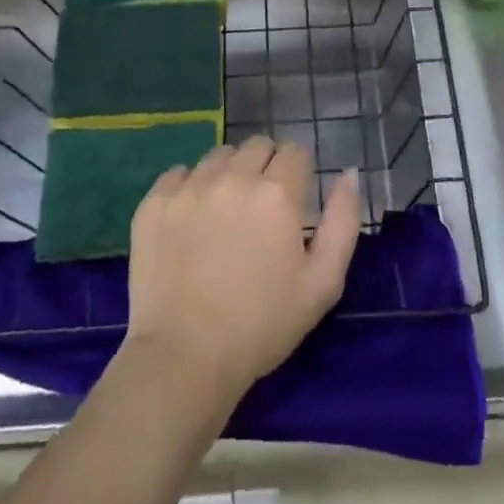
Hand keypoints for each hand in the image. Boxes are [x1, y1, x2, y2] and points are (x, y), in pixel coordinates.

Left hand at [124, 137, 361, 410]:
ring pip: (218, 155)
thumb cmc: (263, 325)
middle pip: (257, 145)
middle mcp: (233, 177)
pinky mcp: (154, 203)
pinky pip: (178, 174)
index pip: (295, 152)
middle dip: (266, 166)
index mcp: (276, 193)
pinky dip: (189, 187)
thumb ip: (343, 221)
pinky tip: (191, 220)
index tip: (294, 201)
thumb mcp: (323, 283)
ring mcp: (188, 187)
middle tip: (262, 207)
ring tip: (226, 212)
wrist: (184, 357)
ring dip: (229, 172)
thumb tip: (349, 174)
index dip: (299, 172)